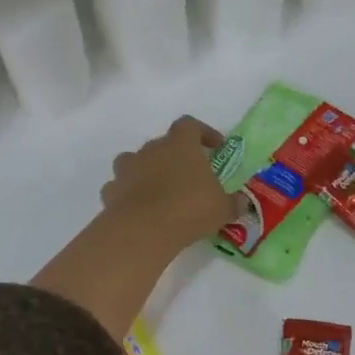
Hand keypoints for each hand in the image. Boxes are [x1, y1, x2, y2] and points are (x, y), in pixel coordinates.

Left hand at [99, 116, 240, 249]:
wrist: (143, 229)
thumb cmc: (189, 208)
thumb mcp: (221, 208)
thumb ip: (233, 203)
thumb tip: (243, 202)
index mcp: (180, 144)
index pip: (190, 125)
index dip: (203, 133)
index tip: (215, 146)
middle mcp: (151, 149)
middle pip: (162, 143)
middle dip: (174, 156)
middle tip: (188, 175)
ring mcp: (127, 169)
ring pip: (134, 161)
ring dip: (145, 171)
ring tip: (158, 190)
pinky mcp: (111, 191)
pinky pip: (119, 187)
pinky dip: (127, 194)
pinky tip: (138, 208)